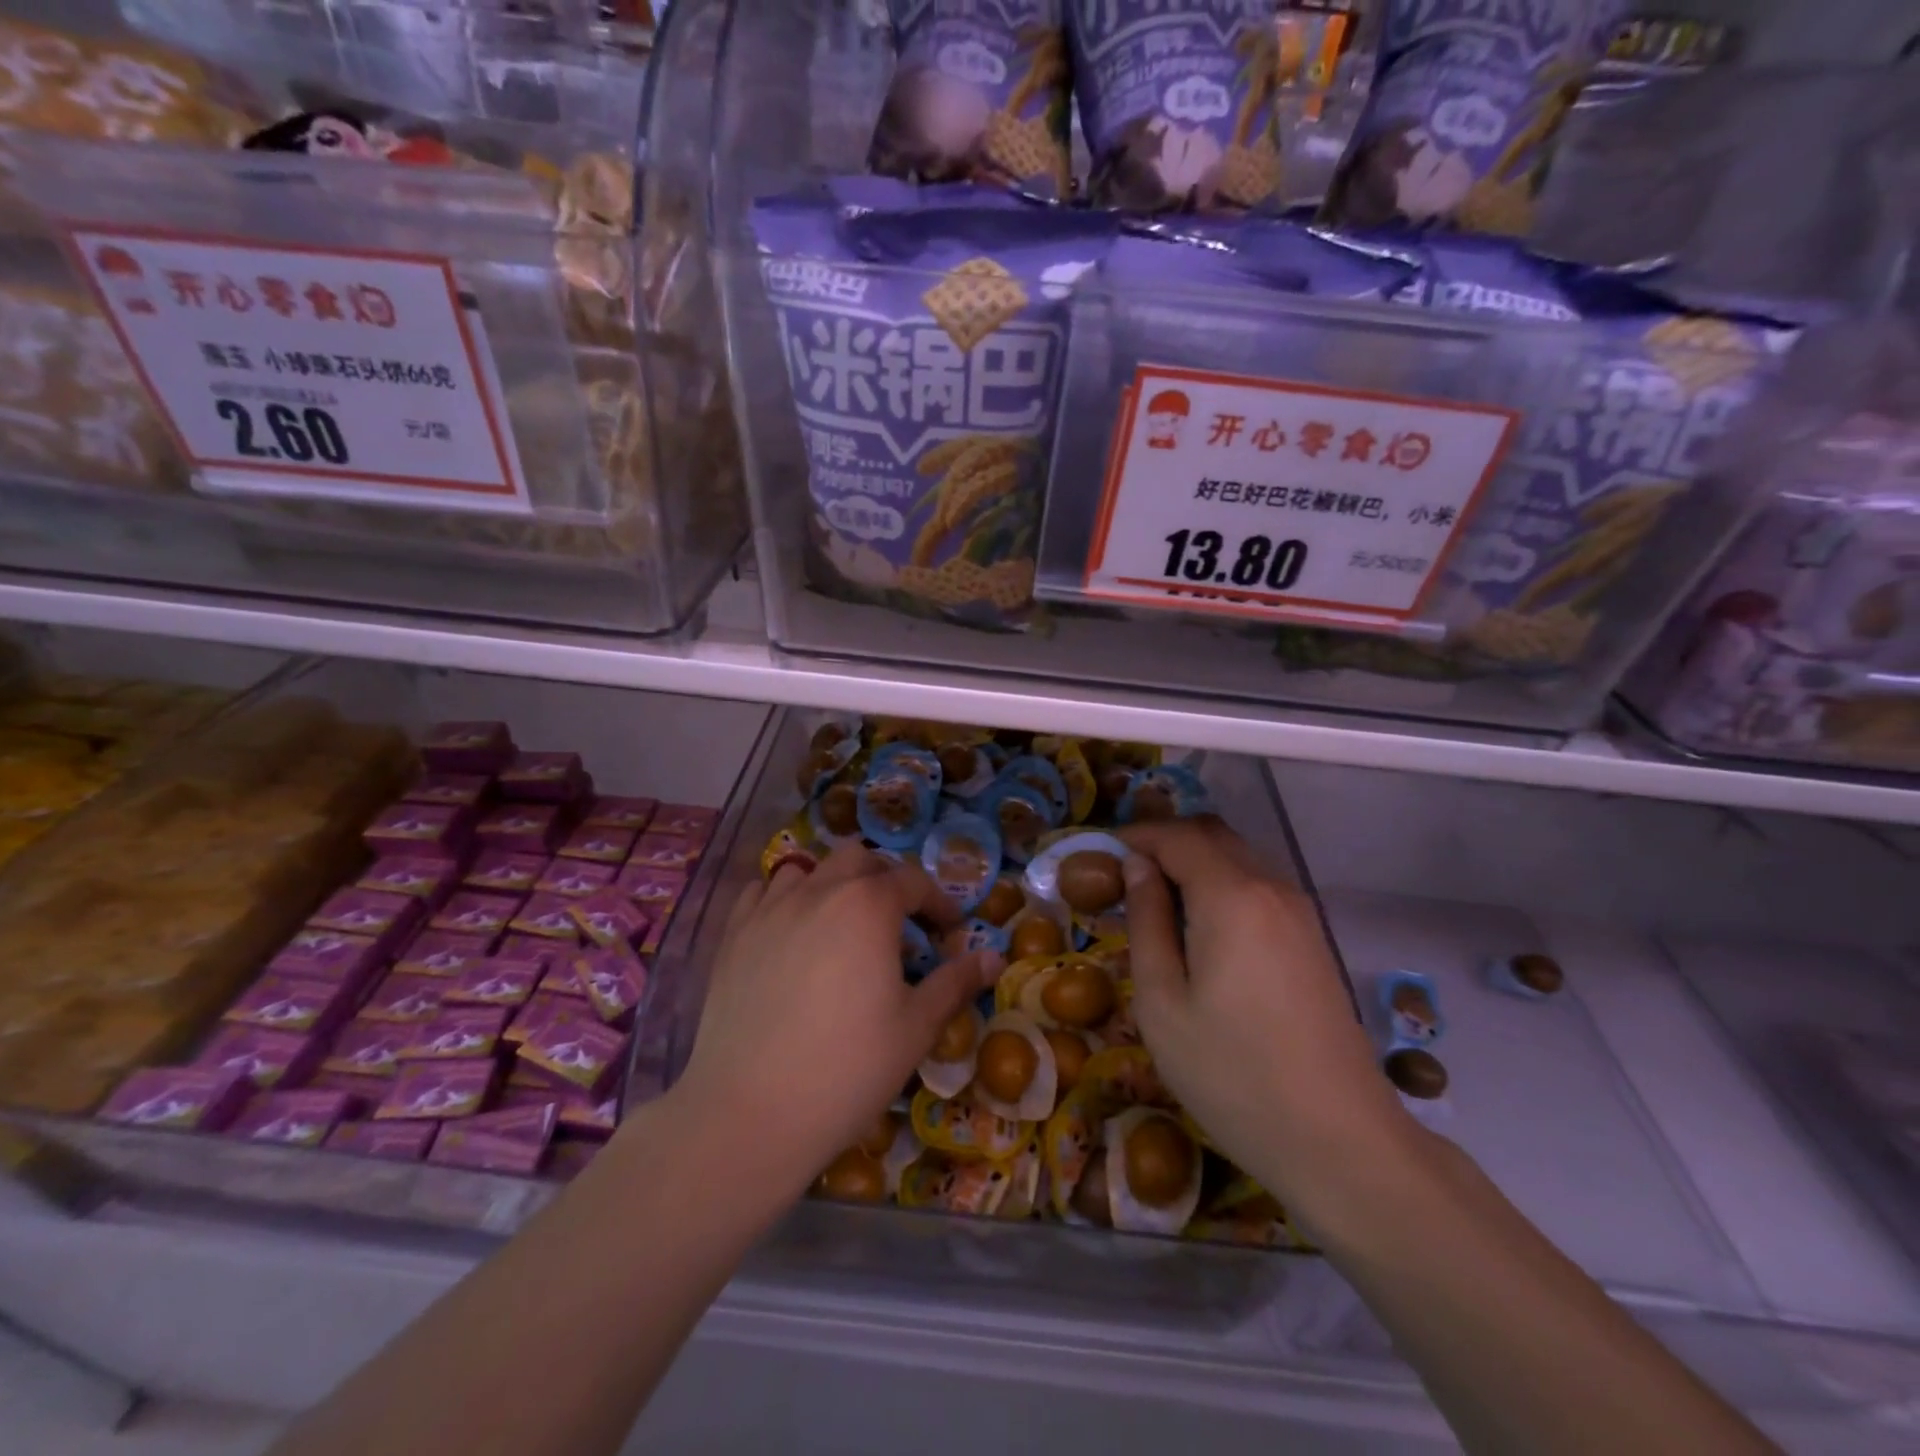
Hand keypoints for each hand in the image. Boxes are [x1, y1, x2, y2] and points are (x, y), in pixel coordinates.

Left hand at [669, 846, 1001, 1196]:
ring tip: (842, 926)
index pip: (914, 881)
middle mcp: (818, 890)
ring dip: (834, 884)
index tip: (950, 933)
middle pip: (859, 860)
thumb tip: (995, 958)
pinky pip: (761, 893)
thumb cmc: (848, 1068)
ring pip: (808, 868)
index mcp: (868, 906)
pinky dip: (784, 899)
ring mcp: (769, 909)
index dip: (939, 903)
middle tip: (900, 924)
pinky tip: (790, 932)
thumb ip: (956, 982)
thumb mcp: (917, 1027)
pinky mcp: (732, 935)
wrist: (750, 1113)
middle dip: (887, 881)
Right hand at [1119, 817, 1416, 1227]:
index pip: (1177, 836)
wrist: (1339, 1140)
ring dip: (1193, 861)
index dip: (1134, 835)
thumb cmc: (1232, 1074)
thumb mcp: (1162, 1001)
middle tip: (1121, 874)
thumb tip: (1137, 867)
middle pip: (1212, 834)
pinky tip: (1199, 927)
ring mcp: (1299, 912)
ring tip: (1154, 901)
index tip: (1097, 855)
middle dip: (1163, 841)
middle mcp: (1271, 888)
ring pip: (1238, 857)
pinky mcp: (1311, 938)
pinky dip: (1220, 883)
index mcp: (1232, 896)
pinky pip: (1257, 885)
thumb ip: (1147, 922)